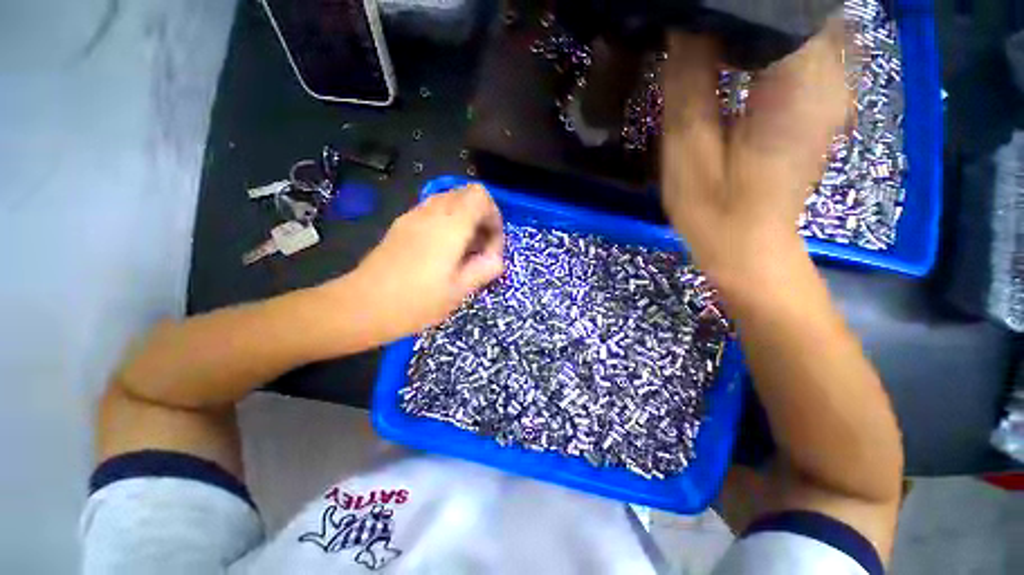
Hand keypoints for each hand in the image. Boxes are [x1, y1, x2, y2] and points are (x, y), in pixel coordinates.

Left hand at [341, 184, 504, 342]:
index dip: (494, 217)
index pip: (481, 196)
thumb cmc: (415, 302)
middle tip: (480, 249)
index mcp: (450, 225)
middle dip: (482, 218)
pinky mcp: (401, 225)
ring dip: (465, 220)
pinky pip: (433, 211)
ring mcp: (413, 216)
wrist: (361, 306)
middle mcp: (432, 212)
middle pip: (466, 194)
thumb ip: (485, 269)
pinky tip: (442, 252)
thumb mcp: (459, 291)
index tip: (491, 247)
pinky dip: (447, 223)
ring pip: (449, 201)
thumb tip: (496, 259)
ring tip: (463, 251)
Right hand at [661, 18, 851, 290]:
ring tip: (716, 28)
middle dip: (755, 4)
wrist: (749, 248)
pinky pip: (806, 46)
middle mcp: (833, 75)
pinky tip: (738, 49)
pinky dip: (774, 36)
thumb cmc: (714, 211)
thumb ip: (689, 85)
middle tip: (704, 13)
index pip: (787, 4)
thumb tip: (686, 26)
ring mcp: (835, 88)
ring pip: (807, 21)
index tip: (704, 4)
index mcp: (799, 85)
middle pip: (803, 6)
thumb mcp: (688, 152)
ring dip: (764, 19)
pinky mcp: (824, 100)